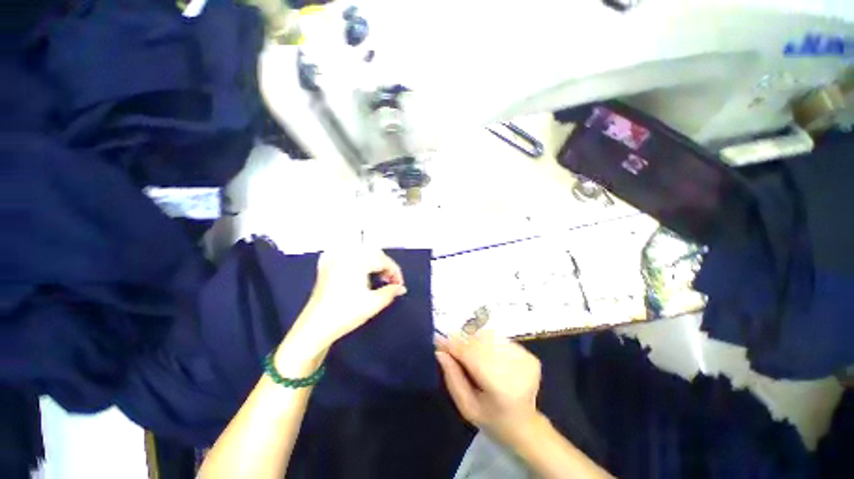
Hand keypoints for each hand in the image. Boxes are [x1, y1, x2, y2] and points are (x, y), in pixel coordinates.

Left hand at [287, 247, 406, 354]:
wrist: (315, 327)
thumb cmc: (346, 314)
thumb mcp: (374, 303)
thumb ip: (391, 292)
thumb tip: (400, 288)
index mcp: (358, 261)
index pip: (383, 261)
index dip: (395, 272)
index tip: (399, 284)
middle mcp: (345, 255)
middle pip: (373, 254)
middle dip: (385, 266)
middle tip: (391, 282)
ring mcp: (333, 259)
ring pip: (361, 253)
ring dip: (373, 263)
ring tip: (378, 278)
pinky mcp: (326, 266)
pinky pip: (347, 256)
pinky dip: (358, 261)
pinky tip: (360, 270)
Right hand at [435, 332, 541, 446]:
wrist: (525, 426)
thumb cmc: (492, 420)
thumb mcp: (467, 407)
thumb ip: (453, 378)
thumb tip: (440, 351)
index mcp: (501, 389)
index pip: (472, 356)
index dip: (453, 345)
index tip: (438, 339)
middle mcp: (516, 370)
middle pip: (480, 343)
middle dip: (462, 340)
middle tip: (449, 345)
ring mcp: (525, 360)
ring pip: (490, 337)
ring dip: (473, 339)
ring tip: (466, 350)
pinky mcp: (529, 356)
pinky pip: (499, 339)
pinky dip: (486, 342)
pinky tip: (484, 354)